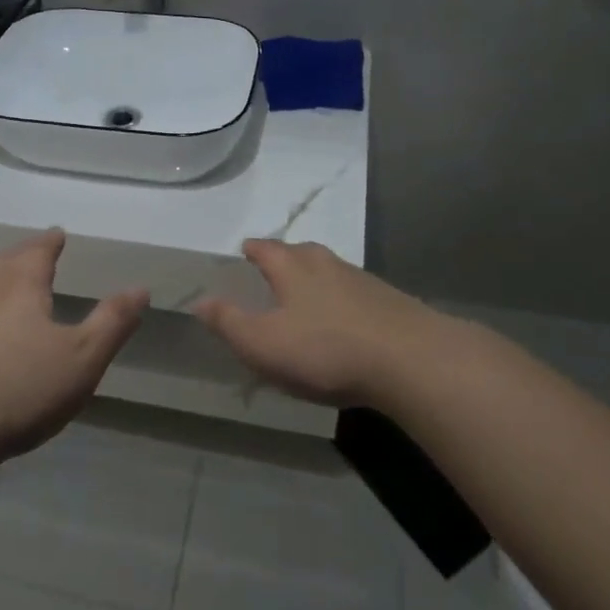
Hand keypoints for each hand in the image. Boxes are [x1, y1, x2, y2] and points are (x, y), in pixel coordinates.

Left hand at [0, 229, 147, 465]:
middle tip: (39, 250)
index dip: (51, 241)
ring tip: (17, 286)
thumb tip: (140, 288)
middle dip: (25, 255)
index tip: (58, 233)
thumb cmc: (18, 387)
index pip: (38, 250)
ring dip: (4, 281)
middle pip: (7, 262)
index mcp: (20, 285)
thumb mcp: (81, 358)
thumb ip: (112, 322)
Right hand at [195, 240, 446, 406]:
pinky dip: (343, 302)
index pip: (267, 248)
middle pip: (302, 253)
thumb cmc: (324, 349)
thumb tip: (200, 300)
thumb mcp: (263, 343)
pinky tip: (345, 322)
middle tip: (275, 270)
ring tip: (307, 296)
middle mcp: (327, 264)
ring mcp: (363, 282)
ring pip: (331, 272)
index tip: (246, 249)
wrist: (410, 360)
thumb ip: (229, 322)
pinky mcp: (391, 304)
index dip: (254, 249)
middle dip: (286, 259)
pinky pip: (356, 295)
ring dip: (316, 280)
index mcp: (293, 268)